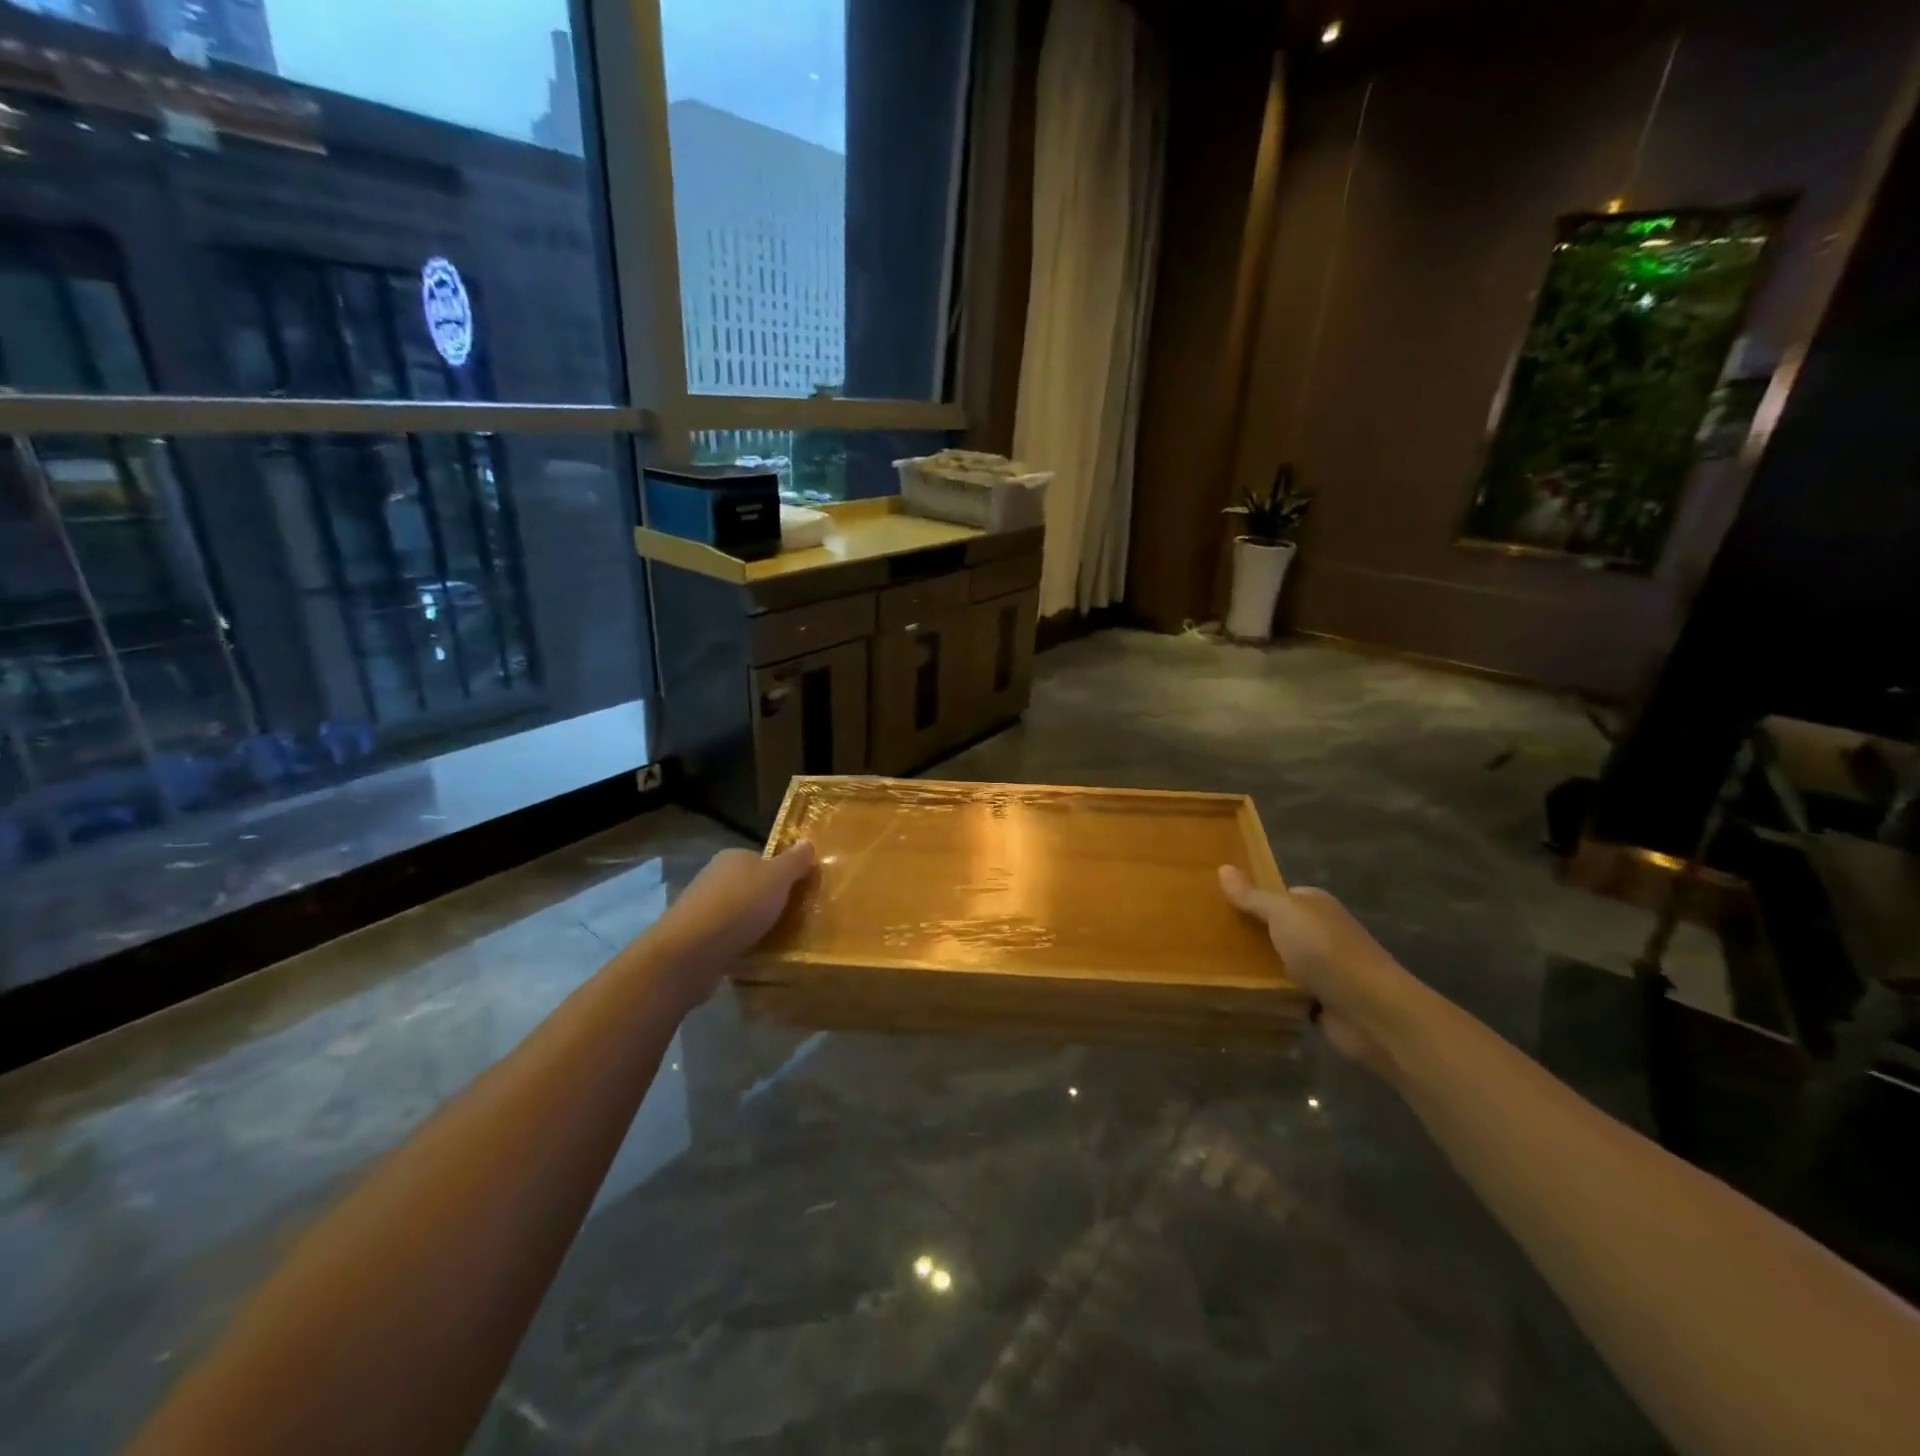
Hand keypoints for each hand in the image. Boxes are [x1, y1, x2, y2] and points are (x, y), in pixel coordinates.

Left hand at [647, 842, 816, 1001]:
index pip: (764, 860)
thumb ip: (795, 861)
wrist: (690, 953)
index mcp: (733, 857)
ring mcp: (703, 909)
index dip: (784, 874)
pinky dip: (742, 943)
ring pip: (740, 913)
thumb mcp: (777, 878)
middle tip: (796, 917)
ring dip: (757, 924)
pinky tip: (756, 954)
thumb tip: (807, 841)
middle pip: (753, 886)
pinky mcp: (697, 938)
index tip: (802, 892)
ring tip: (781, 940)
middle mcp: (715, 877)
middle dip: (771, 901)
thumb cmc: (739, 906)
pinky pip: (729, 936)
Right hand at [1218, 866, 1423, 1073]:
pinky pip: (1283, 993)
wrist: (1370, 1010)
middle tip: (1206, 939)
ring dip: (1255, 968)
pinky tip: (1238, 994)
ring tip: (1212, 968)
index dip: (1249, 899)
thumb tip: (1223, 867)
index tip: (1216, 907)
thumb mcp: (1282, 913)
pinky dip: (1268, 995)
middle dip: (1248, 936)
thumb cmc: (1325, 950)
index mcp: (1315, 905)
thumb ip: (1252, 895)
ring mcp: (1322, 968)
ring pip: (1277, 963)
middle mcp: (1320, 933)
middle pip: (1275, 930)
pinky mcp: (1320, 1002)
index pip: (1277, 896)